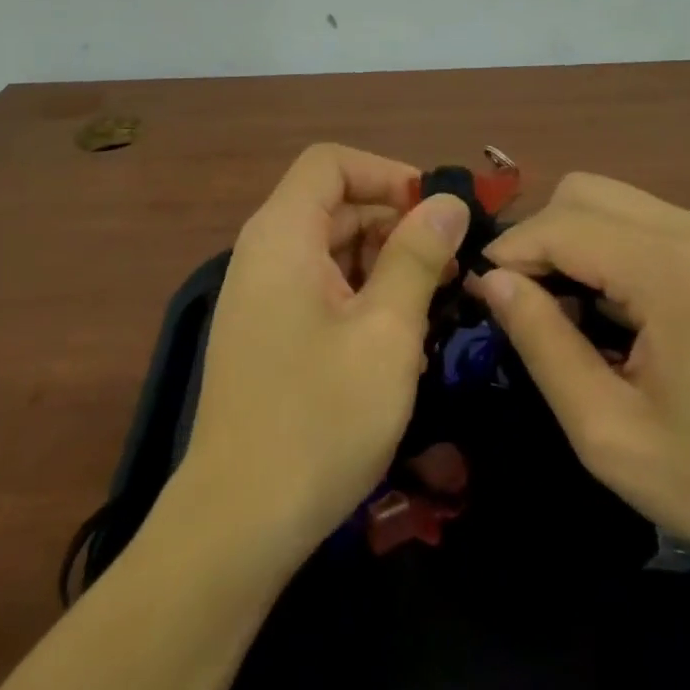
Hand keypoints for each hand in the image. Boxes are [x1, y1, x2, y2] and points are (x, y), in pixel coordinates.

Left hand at [178, 144, 468, 573]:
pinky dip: (362, 297)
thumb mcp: (386, 332)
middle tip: (451, 269)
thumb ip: (418, 257)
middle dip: (395, 224)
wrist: (237, 526)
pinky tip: (398, 341)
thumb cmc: (319, 419)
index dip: (386, 174)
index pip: (331, 163)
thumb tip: (448, 201)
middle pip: (334, 205)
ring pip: (332, 249)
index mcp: (282, 235)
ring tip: (434, 307)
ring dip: (385, 265)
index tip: (434, 213)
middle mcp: (264, 253)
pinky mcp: (267, 332)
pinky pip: (320, 288)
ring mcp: (262, 295)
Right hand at [474, 173, 689, 589]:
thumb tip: (495, 283)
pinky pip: (654, 223)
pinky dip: (617, 248)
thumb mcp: (611, 434)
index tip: (486, 300)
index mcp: (668, 270)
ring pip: (618, 200)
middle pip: (585, 191)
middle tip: (532, 305)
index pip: (558, 224)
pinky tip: (626, 312)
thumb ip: (543, 344)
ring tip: (576, 313)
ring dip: (579, 241)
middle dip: (541, 237)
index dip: (509, 255)